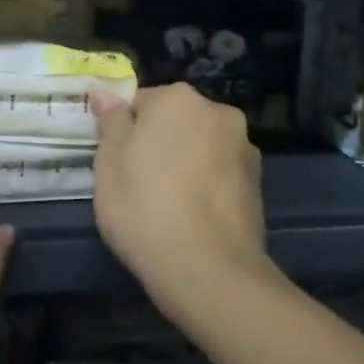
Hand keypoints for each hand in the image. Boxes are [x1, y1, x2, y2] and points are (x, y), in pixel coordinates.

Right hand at [90, 84, 266, 314]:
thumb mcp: (108, 162)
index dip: (123, 131)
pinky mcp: (258, 184)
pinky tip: (192, 217)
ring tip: (167, 204)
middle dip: (158, 142)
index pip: (139, 102)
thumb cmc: (144, 206)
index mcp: (178, 98)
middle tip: (137, 182)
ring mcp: (244, 148)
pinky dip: (205, 186)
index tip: (115, 161)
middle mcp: (218, 112)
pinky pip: (219, 174)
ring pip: (200, 147)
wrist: (208, 270)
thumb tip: (104, 92)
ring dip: (185, 163)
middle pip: (175, 120)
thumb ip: (110, 121)